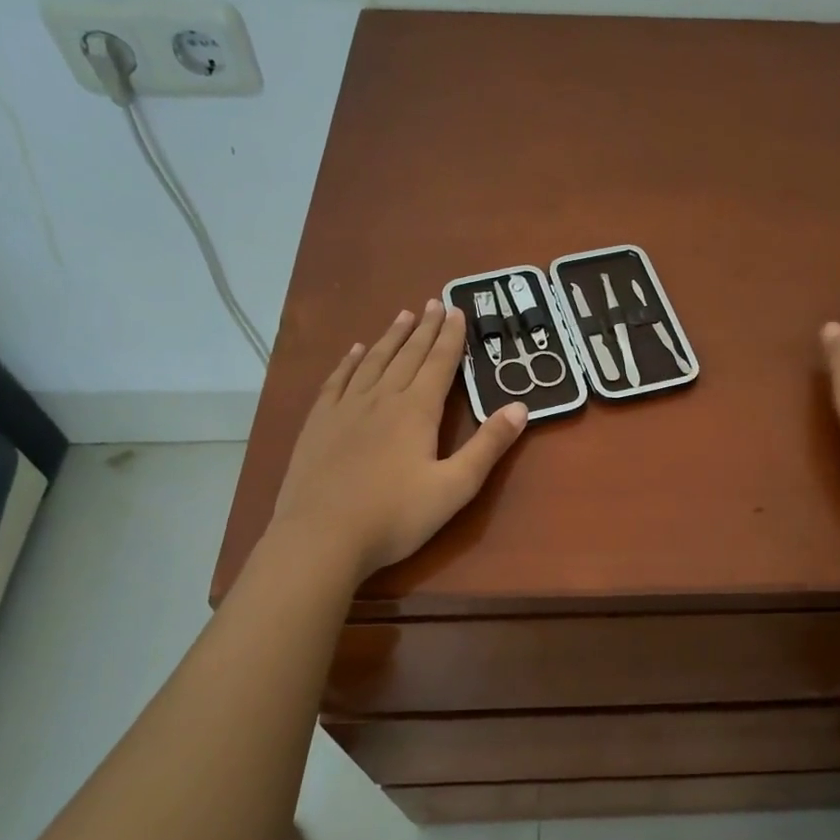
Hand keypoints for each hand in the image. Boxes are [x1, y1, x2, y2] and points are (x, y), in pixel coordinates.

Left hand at [273, 300, 526, 578]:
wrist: (320, 537)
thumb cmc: (395, 516)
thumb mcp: (455, 486)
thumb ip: (488, 446)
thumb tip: (521, 407)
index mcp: (416, 411)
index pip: (438, 363)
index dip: (450, 337)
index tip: (457, 310)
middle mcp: (381, 398)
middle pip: (407, 355)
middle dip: (424, 329)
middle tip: (434, 303)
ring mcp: (345, 409)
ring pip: (373, 362)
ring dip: (390, 338)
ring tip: (402, 316)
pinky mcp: (318, 424)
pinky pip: (337, 381)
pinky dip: (349, 362)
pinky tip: (355, 352)